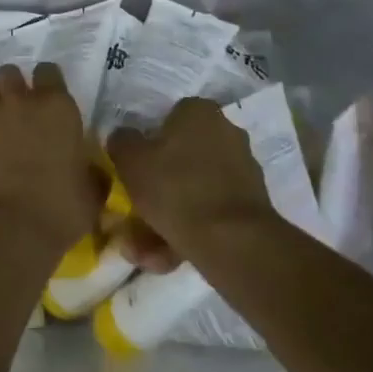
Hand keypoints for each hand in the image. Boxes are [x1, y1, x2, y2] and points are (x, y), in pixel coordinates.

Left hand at [0, 64, 105, 259]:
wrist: (5, 232)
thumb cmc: (58, 211)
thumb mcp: (91, 194)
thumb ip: (90, 172)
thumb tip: (89, 169)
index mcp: (55, 108)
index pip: (49, 71)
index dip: (48, 82)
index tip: (50, 99)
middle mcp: (16, 103)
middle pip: (8, 73)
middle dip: (12, 86)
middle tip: (19, 111)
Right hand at [106, 96, 273, 267]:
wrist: (233, 243)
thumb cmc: (176, 188)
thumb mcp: (130, 160)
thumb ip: (122, 142)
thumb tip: (124, 139)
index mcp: (200, 112)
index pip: (167, 118)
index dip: (147, 143)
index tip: (132, 168)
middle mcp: (226, 134)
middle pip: (180, 159)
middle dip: (155, 189)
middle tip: (133, 214)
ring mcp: (243, 172)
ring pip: (192, 192)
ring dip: (166, 218)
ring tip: (143, 251)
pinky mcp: (250, 208)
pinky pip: (208, 215)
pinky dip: (187, 233)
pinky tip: (165, 259)